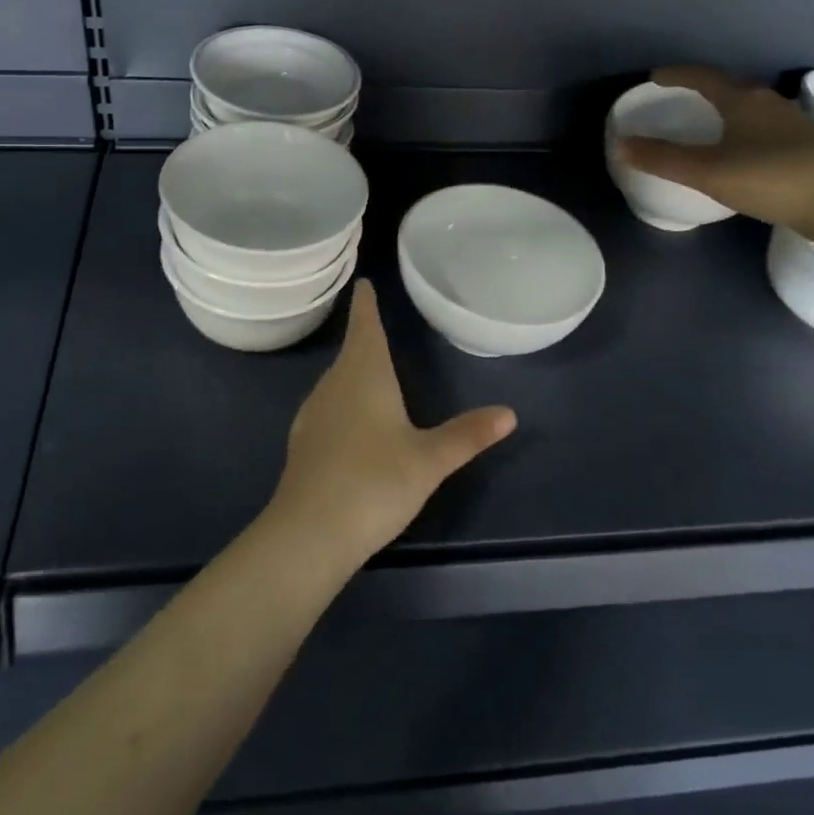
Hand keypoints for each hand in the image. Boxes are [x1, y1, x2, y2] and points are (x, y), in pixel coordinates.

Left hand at [267, 280, 517, 565]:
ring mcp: (314, 411)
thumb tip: (509, 412)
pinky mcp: (304, 439)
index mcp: (364, 373)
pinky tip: (354, 422)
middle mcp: (334, 383)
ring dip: (354, 369)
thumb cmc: (374, 482)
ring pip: (338, 379)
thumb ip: (467, 435)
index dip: (366, 303)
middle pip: (351, 350)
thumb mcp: (428, 460)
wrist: (309, 532)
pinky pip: (329, 405)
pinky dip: (344, 400)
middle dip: (365, 336)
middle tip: (380, 323)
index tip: (364, 282)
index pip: (365, 324)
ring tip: (372, 369)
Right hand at [616, 65, 813, 232]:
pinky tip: (746, 151)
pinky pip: (767, 128)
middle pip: (731, 88)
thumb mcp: (707, 171)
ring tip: (712, 124)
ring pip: (753, 108)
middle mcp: (769, 103)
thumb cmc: (769, 177)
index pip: (703, 77)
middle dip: (704, 90)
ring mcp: (794, 124)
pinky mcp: (810, 147)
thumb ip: (662, 159)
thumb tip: (621, 145)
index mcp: (742, 99)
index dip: (677, 75)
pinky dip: (747, 131)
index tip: (656, 77)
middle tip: (682, 98)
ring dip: (729, 111)